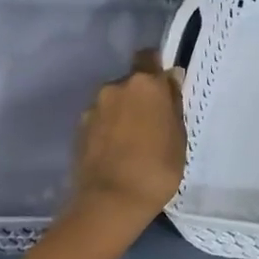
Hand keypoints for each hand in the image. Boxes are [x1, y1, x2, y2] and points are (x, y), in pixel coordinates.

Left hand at [66, 52, 186, 234]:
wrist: (110, 201)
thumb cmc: (157, 168)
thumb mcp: (179, 137)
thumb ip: (173, 104)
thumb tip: (169, 81)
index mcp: (145, 84)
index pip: (149, 57)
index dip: (157, 69)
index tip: (166, 88)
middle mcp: (115, 87)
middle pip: (131, 82)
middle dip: (141, 96)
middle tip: (153, 123)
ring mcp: (93, 108)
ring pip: (114, 102)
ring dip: (123, 113)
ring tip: (133, 141)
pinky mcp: (79, 129)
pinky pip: (100, 120)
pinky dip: (109, 129)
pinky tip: (117, 152)